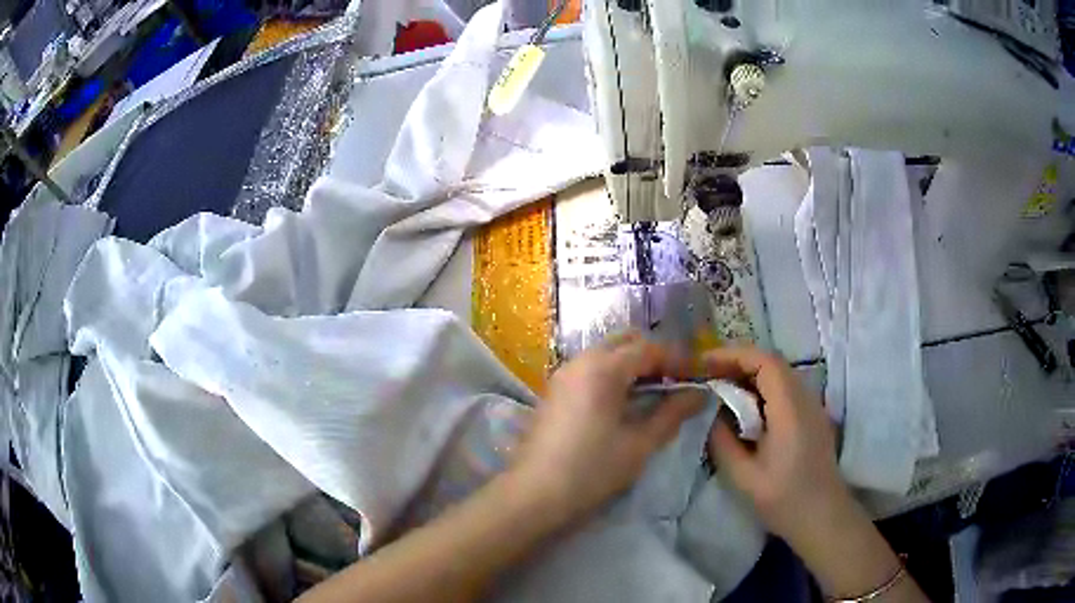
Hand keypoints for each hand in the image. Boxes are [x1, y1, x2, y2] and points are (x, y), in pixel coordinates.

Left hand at [512, 332, 705, 522]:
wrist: (533, 495)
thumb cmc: (591, 470)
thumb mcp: (639, 444)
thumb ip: (672, 413)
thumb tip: (700, 394)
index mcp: (603, 368)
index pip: (648, 348)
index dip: (676, 360)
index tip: (695, 378)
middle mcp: (580, 361)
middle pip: (624, 342)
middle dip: (653, 356)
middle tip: (674, 383)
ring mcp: (563, 375)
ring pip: (605, 353)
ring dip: (632, 365)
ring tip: (653, 394)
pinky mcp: (554, 391)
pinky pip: (590, 369)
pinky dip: (612, 375)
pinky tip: (624, 403)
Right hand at [703, 346, 851, 544]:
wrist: (823, 517)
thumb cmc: (785, 500)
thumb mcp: (744, 477)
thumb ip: (723, 441)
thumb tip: (710, 413)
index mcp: (790, 409)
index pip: (764, 362)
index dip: (733, 355)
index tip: (703, 363)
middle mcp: (805, 398)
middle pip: (771, 362)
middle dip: (737, 362)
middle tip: (706, 375)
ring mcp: (811, 406)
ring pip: (778, 374)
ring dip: (748, 374)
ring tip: (719, 388)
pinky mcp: (811, 417)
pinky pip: (784, 389)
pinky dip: (760, 388)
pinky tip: (744, 408)